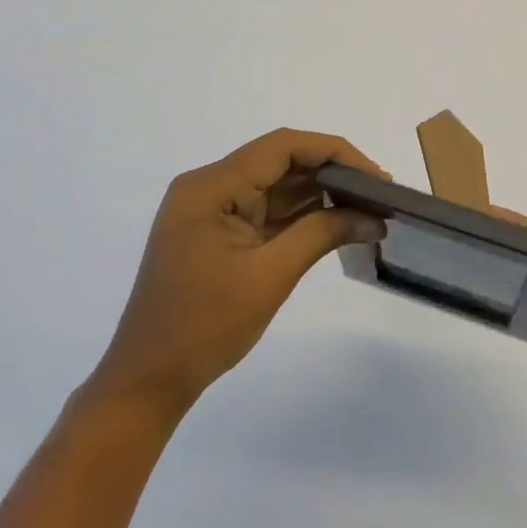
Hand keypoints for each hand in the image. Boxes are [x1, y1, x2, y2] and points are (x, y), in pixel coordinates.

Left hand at [87, 129, 385, 419]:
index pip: (282, 147)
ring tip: (367, 208)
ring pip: (275, 186)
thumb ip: (321, 235)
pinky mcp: (218, 232)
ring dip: (319, 195)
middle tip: (379, 193)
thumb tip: (373, 218)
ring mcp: (212, 210)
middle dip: (331, 173)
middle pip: (279, 162)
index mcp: (211, 186)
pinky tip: (337, 224)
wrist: (147, 380)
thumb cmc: (204, 326)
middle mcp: (209, 186)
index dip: (333, 152)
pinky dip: (300, 217)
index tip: (375, 175)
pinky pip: (265, 211)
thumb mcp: (270, 276)